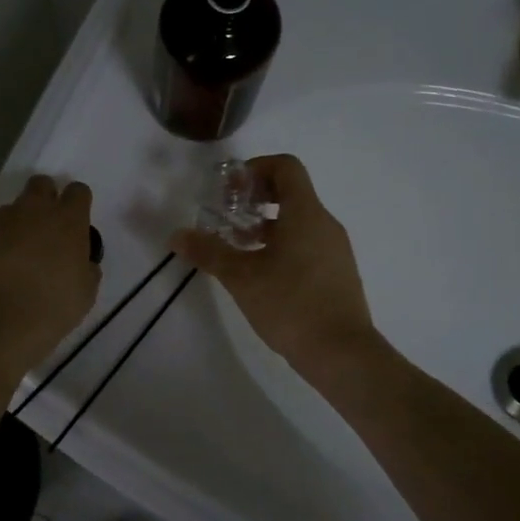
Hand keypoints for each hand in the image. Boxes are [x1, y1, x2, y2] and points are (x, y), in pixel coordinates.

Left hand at [0, 175, 101, 367]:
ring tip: (10, 260)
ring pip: (8, 211)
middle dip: (43, 199)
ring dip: (13, 227)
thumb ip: (86, 267)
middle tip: (43, 229)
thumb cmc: (53, 307)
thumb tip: (81, 262)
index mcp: (68, 220)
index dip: (77, 203)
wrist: (0, 321)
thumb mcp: (85, 291)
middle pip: (40, 185)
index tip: (75, 221)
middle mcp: (33, 210)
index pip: (78, 192)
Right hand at [170, 154, 383, 377]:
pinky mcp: (338, 273)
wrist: (342, 353)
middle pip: (291, 192)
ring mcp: (336, 249)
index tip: (231, 191)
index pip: (286, 166)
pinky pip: (308, 244)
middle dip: (256, 199)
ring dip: (267, 226)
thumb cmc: (291, 304)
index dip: (256, 169)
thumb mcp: (241, 277)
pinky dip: (283, 246)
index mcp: (305, 213)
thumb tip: (177, 235)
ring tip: (239, 249)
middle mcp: (325, 223)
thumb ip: (209, 251)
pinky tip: (263, 275)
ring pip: (299, 222)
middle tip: (229, 217)